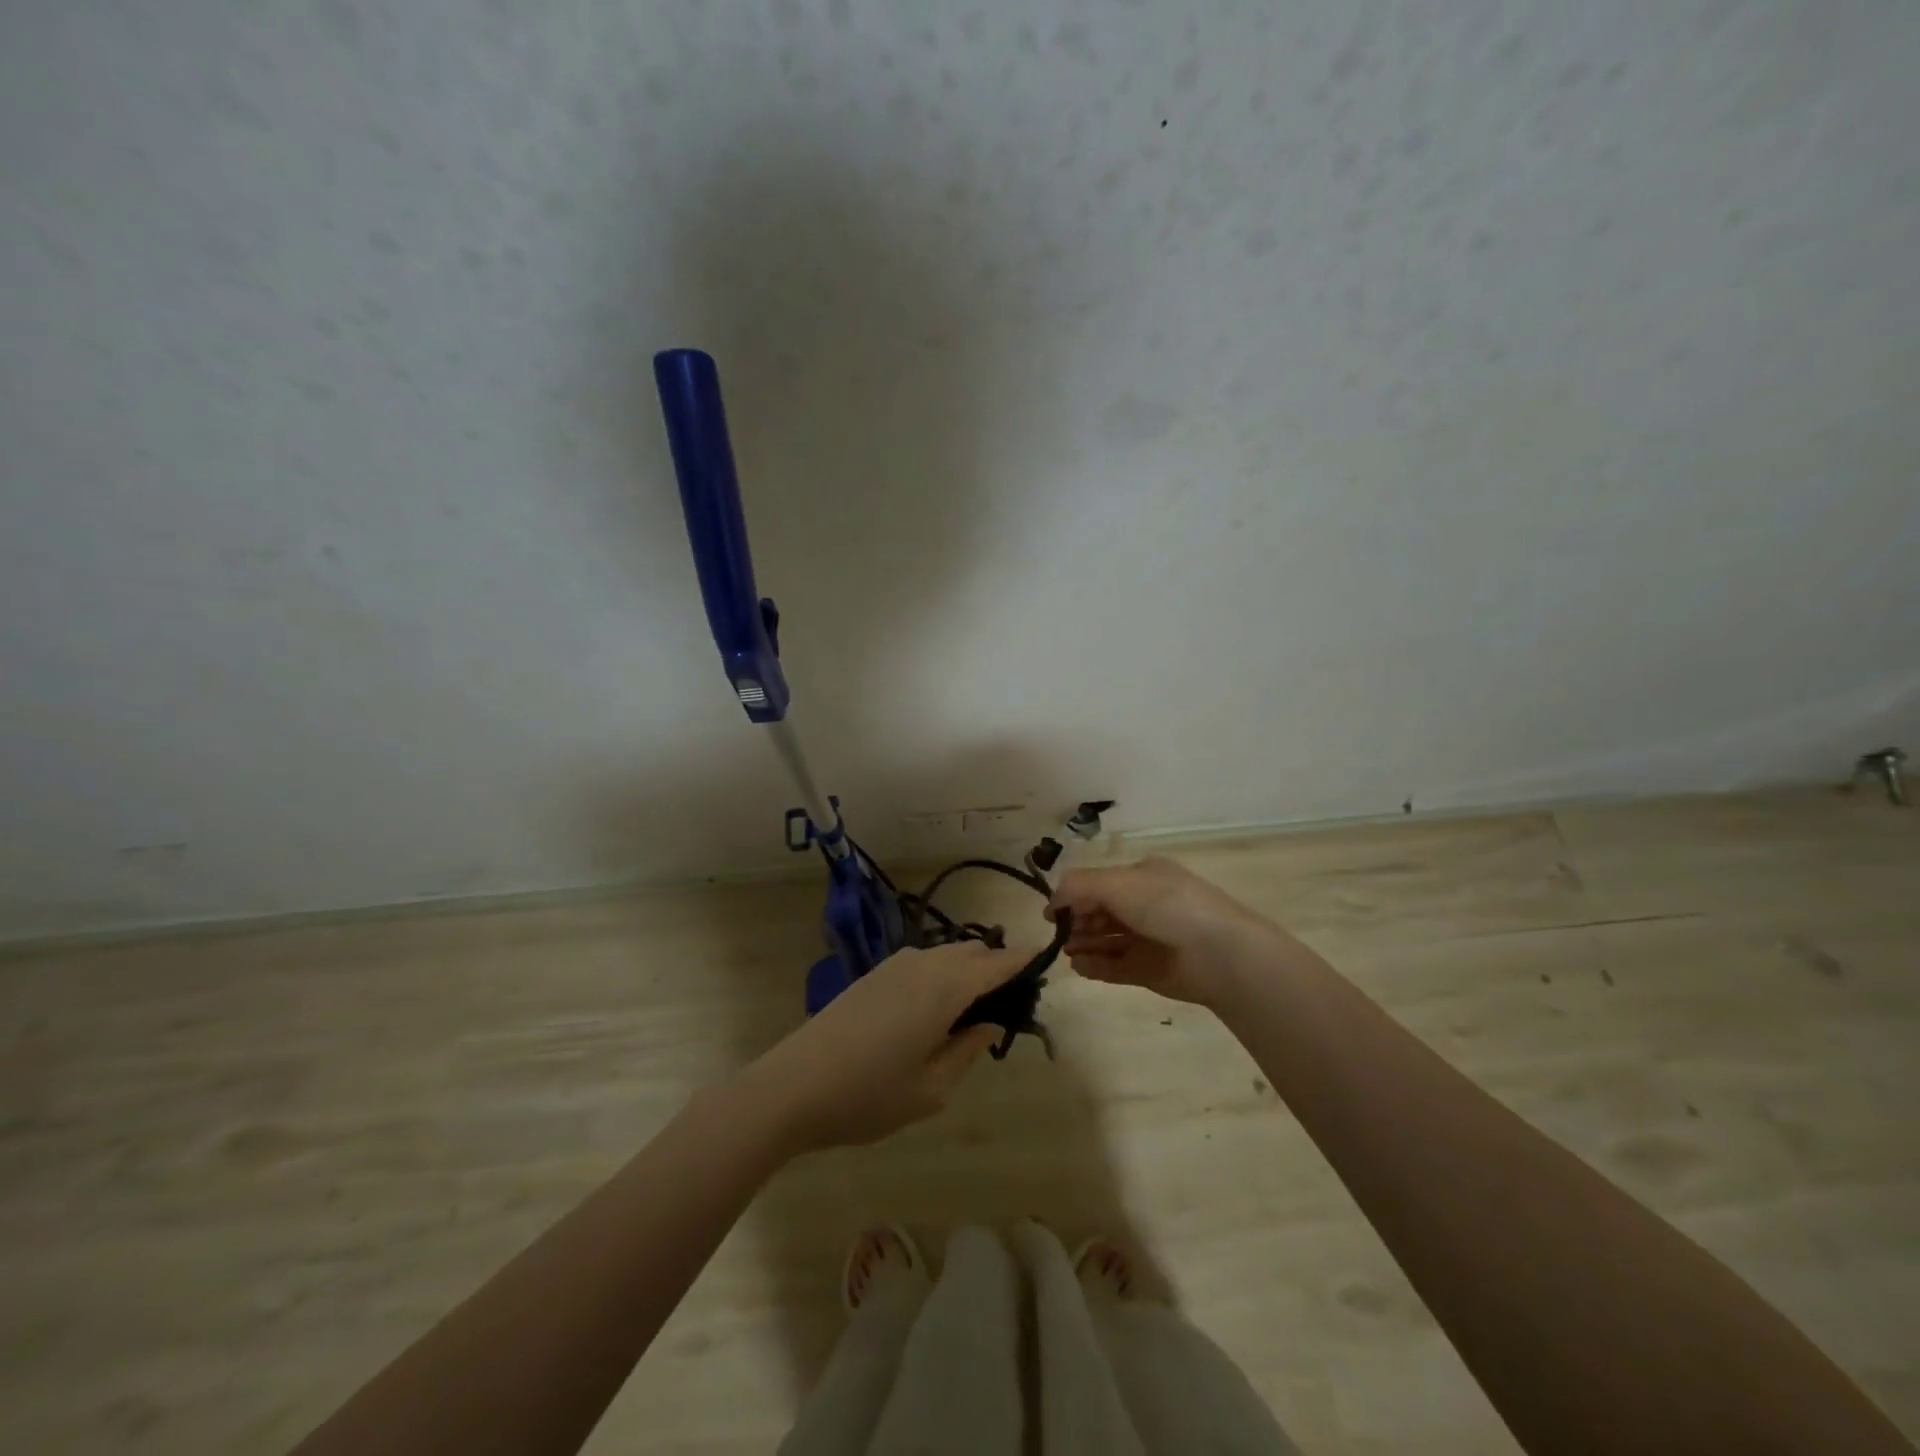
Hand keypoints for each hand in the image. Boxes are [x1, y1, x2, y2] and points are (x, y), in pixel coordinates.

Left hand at [738, 942, 1027, 1153]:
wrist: (793, 1086)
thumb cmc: (869, 1095)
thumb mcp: (932, 1089)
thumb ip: (968, 1050)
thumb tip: (990, 1024)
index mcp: (945, 987)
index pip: (998, 963)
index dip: (1024, 962)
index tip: (1045, 966)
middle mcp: (924, 964)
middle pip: (974, 952)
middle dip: (998, 968)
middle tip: (1010, 1006)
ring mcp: (895, 965)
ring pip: (948, 955)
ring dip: (969, 970)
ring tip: (976, 1011)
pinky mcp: (875, 974)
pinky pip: (925, 963)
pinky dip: (944, 974)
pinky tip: (937, 1010)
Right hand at [1050, 857, 1279, 1007]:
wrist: (1220, 954)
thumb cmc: (1168, 906)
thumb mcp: (1119, 884)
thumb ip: (1080, 887)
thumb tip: (1053, 900)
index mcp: (1142, 878)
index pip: (1099, 883)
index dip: (1074, 895)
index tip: (1053, 912)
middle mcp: (1145, 906)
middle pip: (1100, 912)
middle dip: (1077, 920)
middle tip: (1059, 933)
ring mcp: (1148, 940)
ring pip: (1107, 940)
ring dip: (1084, 943)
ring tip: (1066, 951)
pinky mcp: (1151, 970)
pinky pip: (1116, 967)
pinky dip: (1096, 966)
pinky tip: (1079, 967)